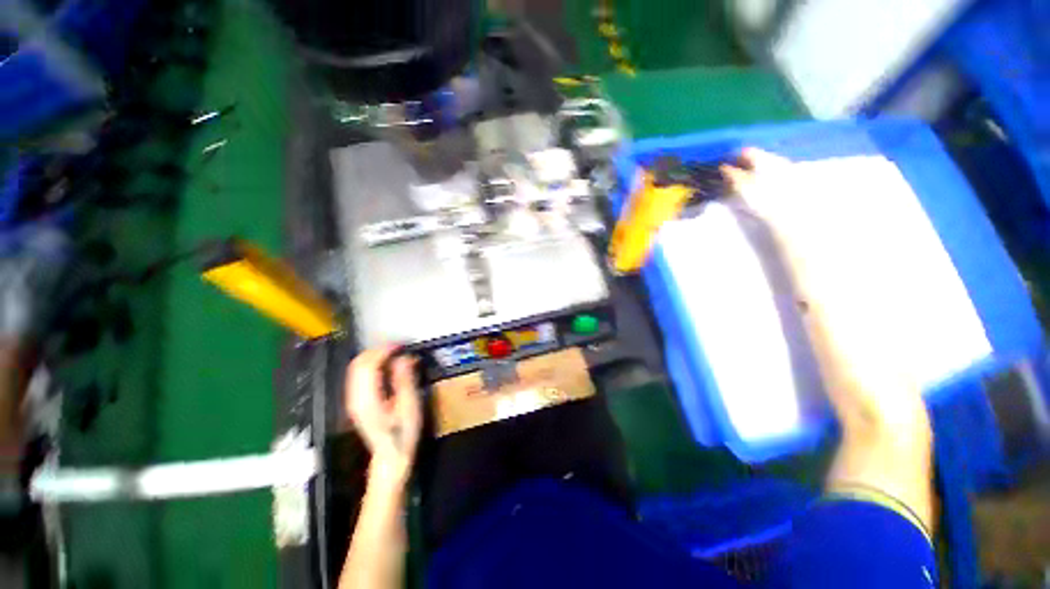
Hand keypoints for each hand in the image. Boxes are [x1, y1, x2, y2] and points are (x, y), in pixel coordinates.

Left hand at [345, 346, 422, 487]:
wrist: (390, 457)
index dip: (383, 350)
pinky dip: (371, 365)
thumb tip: (405, 357)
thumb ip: (405, 380)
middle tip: (399, 347)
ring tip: (394, 353)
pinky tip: (385, 365)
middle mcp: (355, 397)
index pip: (368, 365)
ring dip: (374, 356)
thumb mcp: (410, 407)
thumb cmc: (404, 434)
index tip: (401, 346)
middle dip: (378, 350)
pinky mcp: (356, 401)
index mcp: (368, 399)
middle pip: (359, 364)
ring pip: (356, 368)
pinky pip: (358, 375)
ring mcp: (353, 399)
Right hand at [720, 149, 928, 432]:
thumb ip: (809, 257)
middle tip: (746, 156)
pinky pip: (805, 239)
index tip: (736, 168)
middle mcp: (833, 251)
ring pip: (803, 216)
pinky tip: (781, 213)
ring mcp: (832, 266)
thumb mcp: (827, 303)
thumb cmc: (850, 354)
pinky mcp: (828, 282)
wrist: (875, 391)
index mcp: (827, 254)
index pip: (789, 208)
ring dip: (779, 192)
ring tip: (760, 173)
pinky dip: (786, 219)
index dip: (763, 186)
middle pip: (800, 202)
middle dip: (774, 176)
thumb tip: (787, 217)